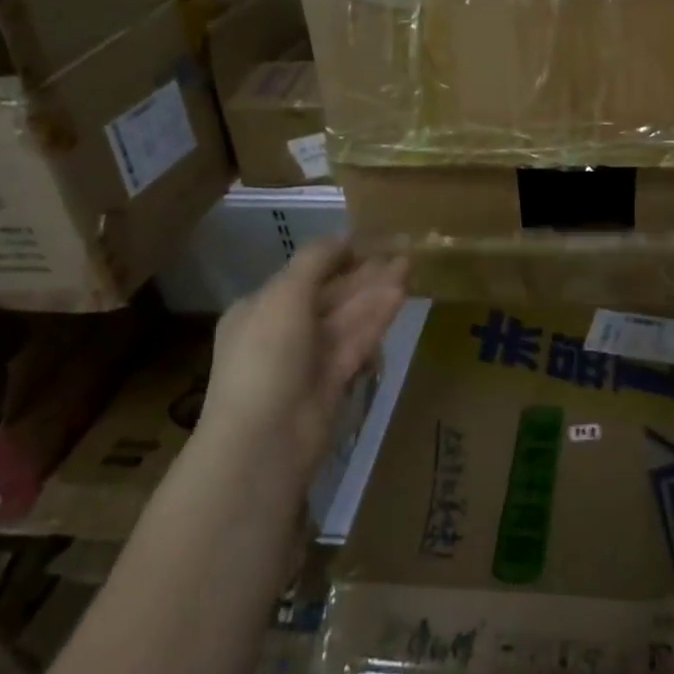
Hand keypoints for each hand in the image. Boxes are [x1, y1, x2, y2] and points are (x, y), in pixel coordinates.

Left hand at [201, 239, 406, 492]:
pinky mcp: (337, 378)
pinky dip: (378, 316)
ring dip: (378, 290)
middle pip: (332, 293)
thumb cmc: (266, 356)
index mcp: (262, 307)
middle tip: (403, 247)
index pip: (305, 273)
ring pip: (350, 315)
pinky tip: (402, 294)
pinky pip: (359, 339)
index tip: (373, 238)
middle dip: (366, 271)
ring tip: (411, 264)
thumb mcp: (283, 295)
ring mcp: (312, 356)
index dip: (339, 255)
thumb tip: (343, 236)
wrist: (266, 437)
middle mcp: (286, 329)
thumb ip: (315, 261)